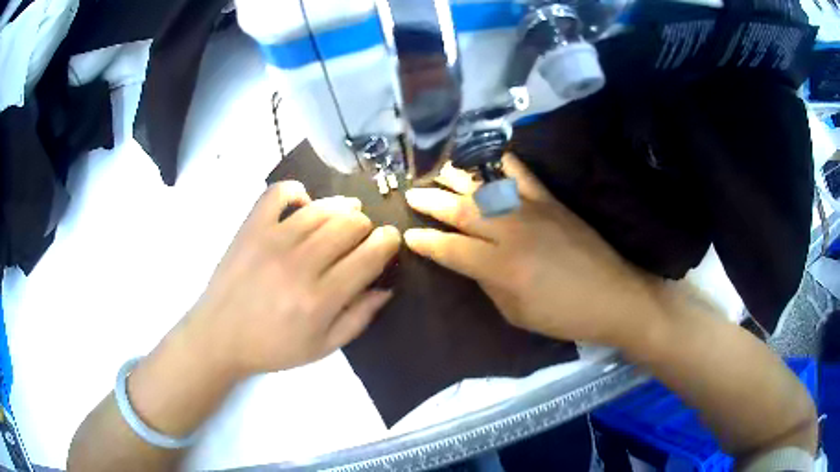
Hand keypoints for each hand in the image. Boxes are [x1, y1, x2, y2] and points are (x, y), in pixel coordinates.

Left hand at [187, 181, 400, 375]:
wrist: (219, 337)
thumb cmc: (273, 348)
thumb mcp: (323, 348)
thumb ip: (359, 318)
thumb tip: (386, 287)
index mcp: (320, 299)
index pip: (368, 256)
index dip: (388, 242)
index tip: (390, 239)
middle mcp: (299, 264)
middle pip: (349, 225)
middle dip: (366, 226)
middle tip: (363, 236)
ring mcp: (272, 240)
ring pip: (322, 207)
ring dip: (342, 208)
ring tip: (344, 216)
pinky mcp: (250, 227)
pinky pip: (279, 192)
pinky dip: (297, 191)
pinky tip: (303, 205)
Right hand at [403, 156, 664, 348]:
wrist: (612, 296)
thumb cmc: (563, 315)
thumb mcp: (516, 313)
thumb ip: (488, 283)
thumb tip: (470, 261)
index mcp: (501, 268)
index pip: (451, 248)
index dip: (426, 241)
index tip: (408, 234)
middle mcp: (511, 233)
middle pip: (462, 211)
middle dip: (431, 201)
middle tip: (412, 194)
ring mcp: (532, 211)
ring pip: (485, 187)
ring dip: (457, 177)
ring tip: (437, 170)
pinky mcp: (551, 201)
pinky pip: (522, 174)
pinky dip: (501, 162)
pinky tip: (486, 157)